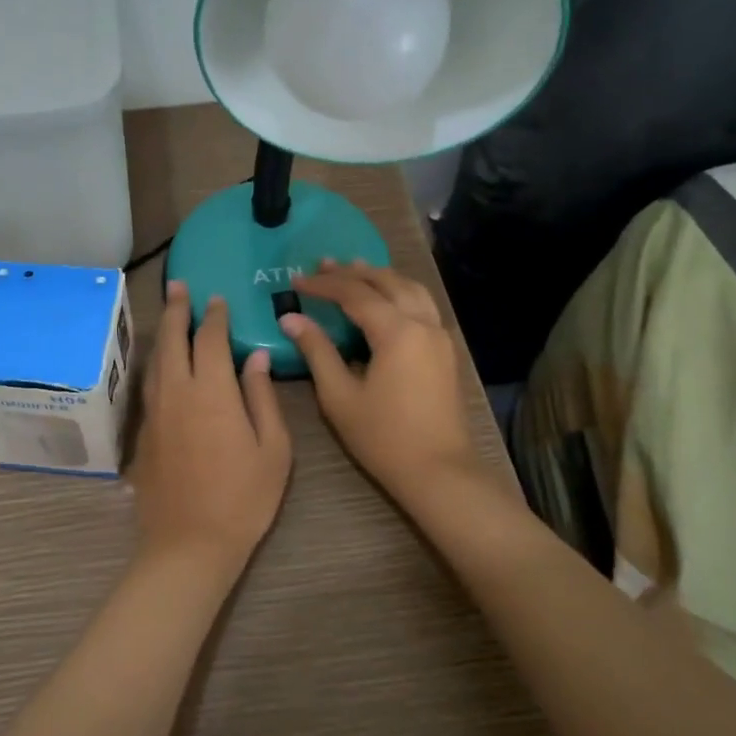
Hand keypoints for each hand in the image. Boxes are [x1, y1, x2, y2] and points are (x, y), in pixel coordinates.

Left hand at [134, 280, 291, 575]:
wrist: (189, 544)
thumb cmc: (243, 499)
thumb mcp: (272, 449)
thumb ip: (262, 398)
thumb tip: (256, 358)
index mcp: (213, 392)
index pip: (211, 340)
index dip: (214, 316)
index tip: (216, 298)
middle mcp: (178, 392)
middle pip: (173, 340)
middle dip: (177, 309)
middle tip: (178, 286)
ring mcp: (155, 412)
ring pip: (155, 360)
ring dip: (162, 331)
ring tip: (168, 311)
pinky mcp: (143, 433)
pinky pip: (149, 384)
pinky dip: (156, 362)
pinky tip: (161, 362)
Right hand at [280, 261, 482, 510]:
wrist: (439, 470)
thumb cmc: (383, 437)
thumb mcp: (339, 396)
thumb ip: (316, 351)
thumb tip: (290, 319)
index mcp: (397, 331)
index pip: (355, 294)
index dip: (324, 285)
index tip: (296, 280)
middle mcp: (423, 323)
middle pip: (386, 282)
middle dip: (353, 272)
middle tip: (323, 265)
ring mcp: (439, 336)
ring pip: (411, 289)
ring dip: (381, 276)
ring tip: (356, 268)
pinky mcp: (445, 350)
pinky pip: (422, 305)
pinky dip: (400, 291)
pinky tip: (386, 299)